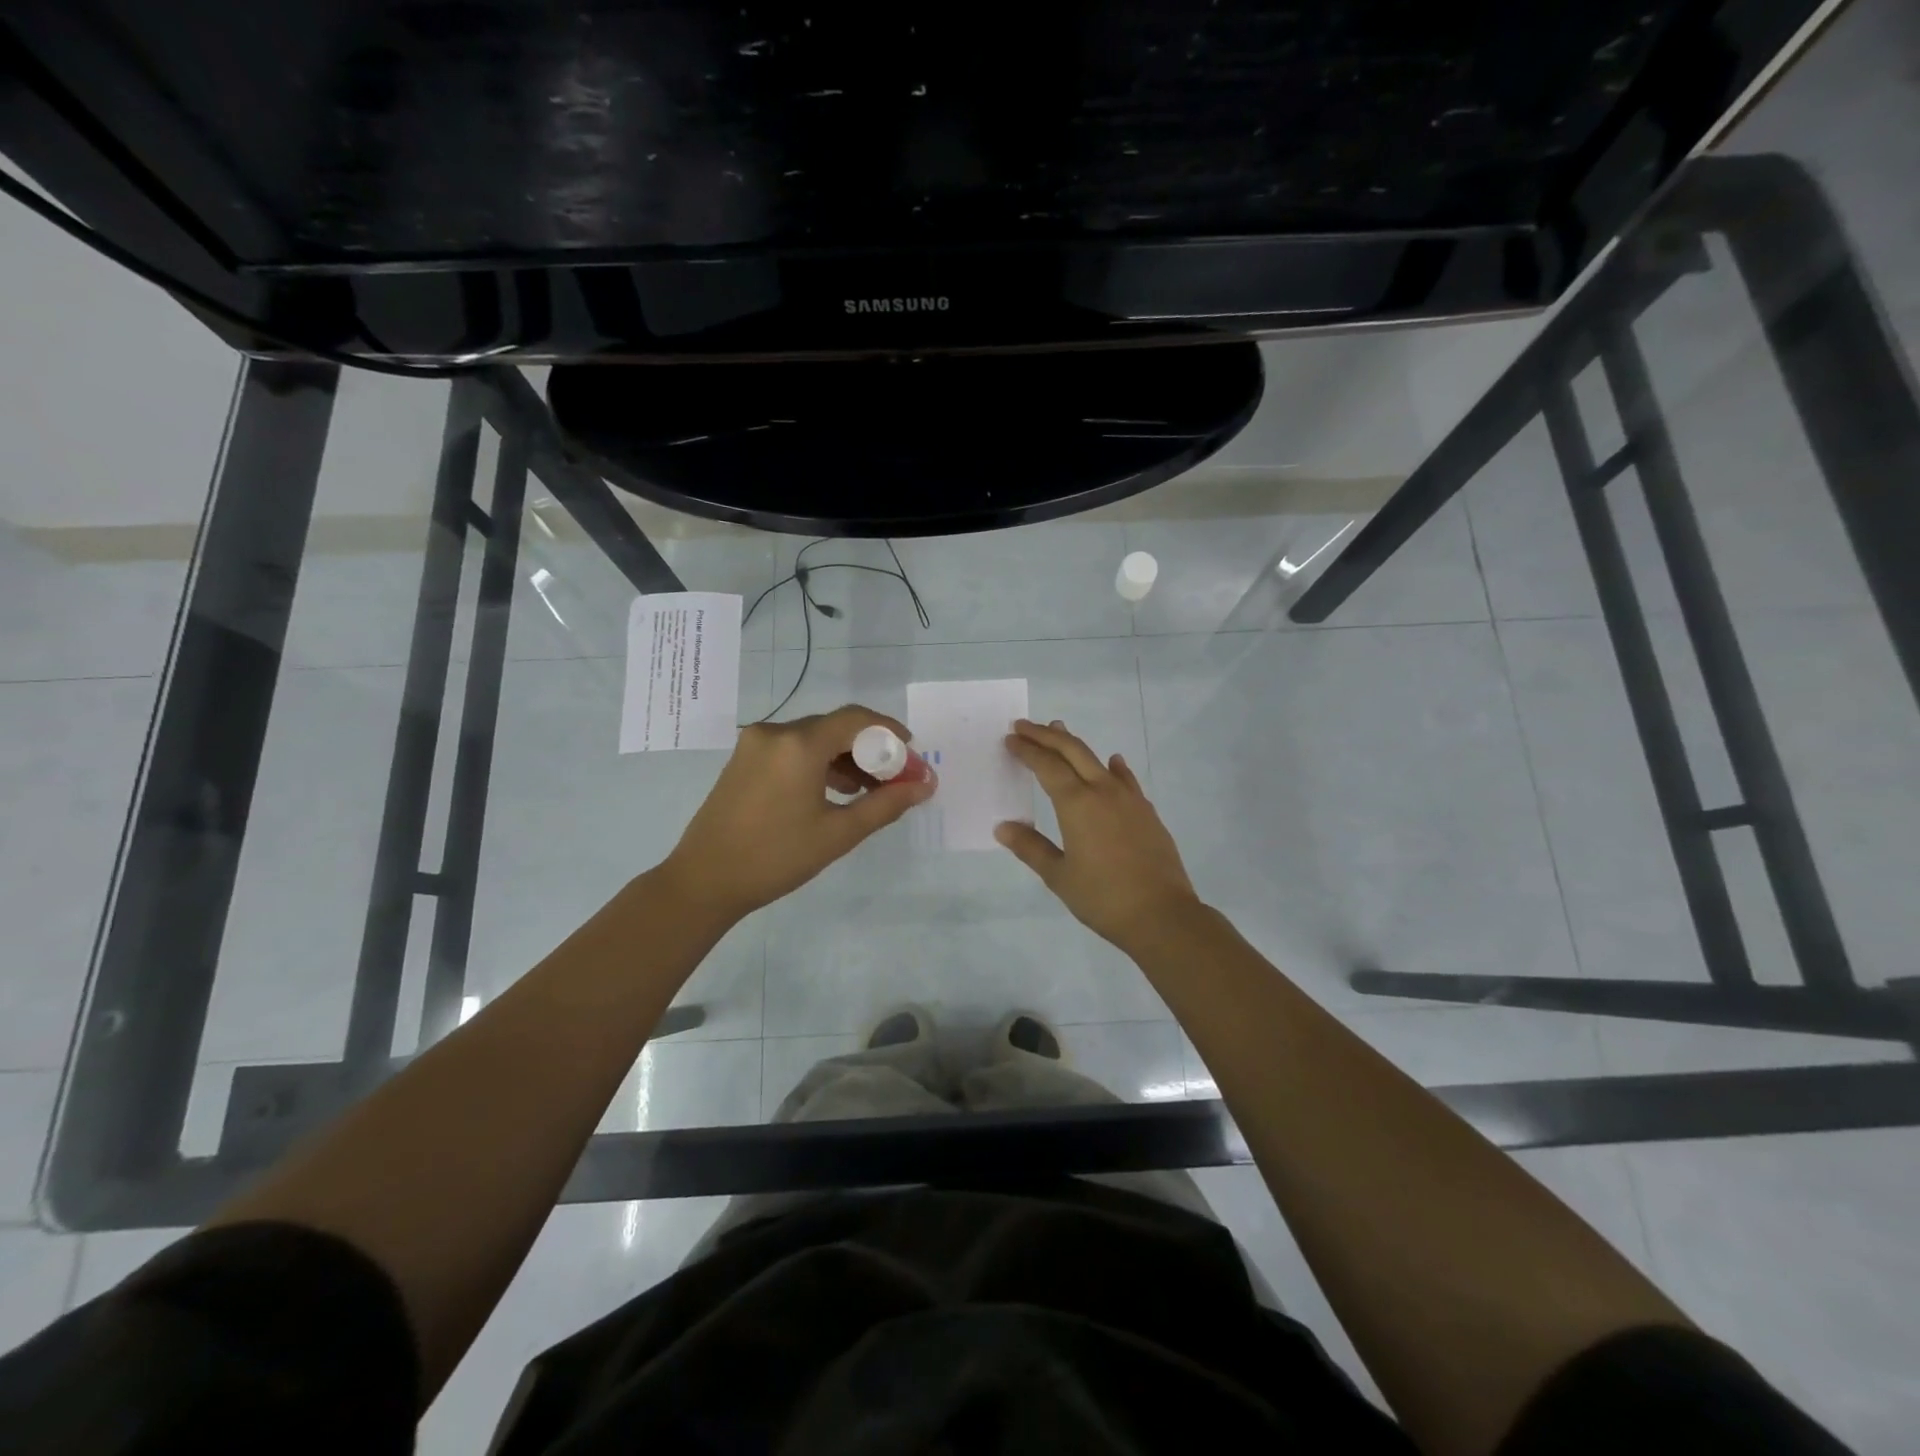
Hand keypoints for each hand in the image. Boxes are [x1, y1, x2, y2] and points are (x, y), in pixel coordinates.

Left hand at [662, 705, 935, 921]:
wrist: (704, 881)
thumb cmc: (776, 858)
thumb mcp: (838, 833)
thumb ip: (886, 804)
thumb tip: (925, 785)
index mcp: (799, 744)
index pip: (856, 719)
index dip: (890, 731)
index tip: (911, 754)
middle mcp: (775, 732)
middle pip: (835, 727)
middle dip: (870, 749)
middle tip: (895, 779)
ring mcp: (755, 744)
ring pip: (814, 738)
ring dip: (845, 757)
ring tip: (869, 790)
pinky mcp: (743, 759)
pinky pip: (792, 749)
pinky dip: (819, 763)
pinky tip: (834, 791)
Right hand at [995, 718, 1201, 952]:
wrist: (1162, 914)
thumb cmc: (1103, 897)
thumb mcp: (1059, 876)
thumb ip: (1031, 848)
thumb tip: (1003, 827)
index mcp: (1077, 804)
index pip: (1047, 766)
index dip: (1027, 750)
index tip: (1011, 738)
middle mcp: (1103, 791)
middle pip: (1072, 751)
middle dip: (1046, 735)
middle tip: (1024, 726)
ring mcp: (1129, 799)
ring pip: (1098, 759)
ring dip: (1075, 744)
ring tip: (1060, 731)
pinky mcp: (1147, 812)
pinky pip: (1125, 779)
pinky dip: (1113, 767)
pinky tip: (1113, 763)